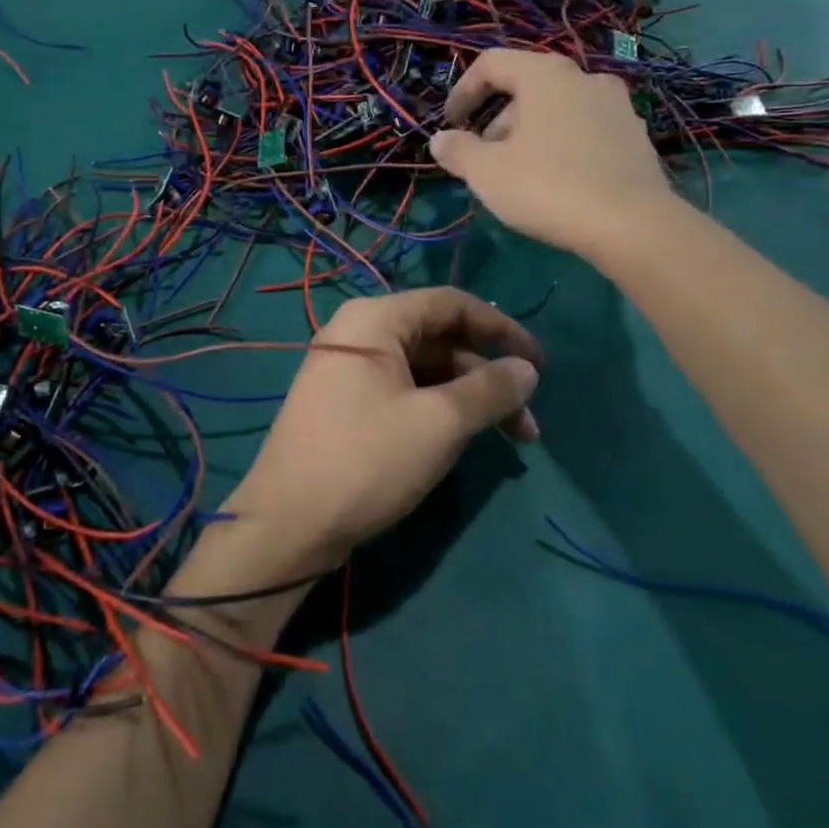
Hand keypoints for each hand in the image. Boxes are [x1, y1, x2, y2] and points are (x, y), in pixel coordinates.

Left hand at [218, 289, 541, 574]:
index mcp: (375, 319)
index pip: (450, 304)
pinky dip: (439, 410)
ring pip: (425, 370)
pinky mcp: (347, 404)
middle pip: (439, 338)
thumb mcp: (439, 423)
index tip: (541, 364)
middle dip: (488, 375)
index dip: (501, 328)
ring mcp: (349, 369)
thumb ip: (490, 389)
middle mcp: (359, 333)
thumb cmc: (366, 460)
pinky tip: (465, 440)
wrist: (288, 523)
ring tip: (510, 440)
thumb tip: (528, 369)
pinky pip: (404, 391)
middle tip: (527, 422)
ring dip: (468, 398)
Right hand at [429, 49, 670, 256]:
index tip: (450, 124)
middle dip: (497, 119)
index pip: (492, 64)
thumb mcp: (486, 172)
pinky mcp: (635, 136)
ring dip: (529, 132)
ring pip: (558, 109)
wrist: (631, 224)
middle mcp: (584, 78)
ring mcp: (616, 106)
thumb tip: (441, 140)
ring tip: (517, 173)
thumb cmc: (547, 186)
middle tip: (483, 156)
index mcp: (545, 75)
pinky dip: (561, 144)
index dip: (463, 91)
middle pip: (527, 86)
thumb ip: (458, 150)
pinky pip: (585, 129)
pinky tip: (556, 181)